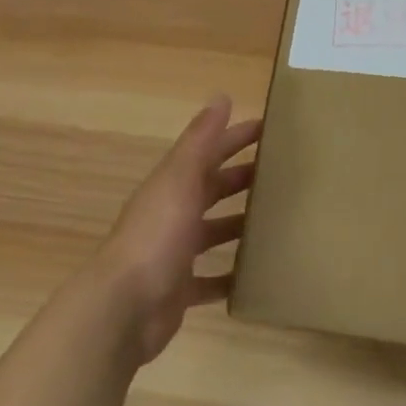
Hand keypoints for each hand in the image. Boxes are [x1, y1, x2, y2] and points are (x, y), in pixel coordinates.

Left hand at [79, 96, 260, 364]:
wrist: (123, 308)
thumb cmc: (156, 237)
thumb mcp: (180, 180)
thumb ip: (200, 141)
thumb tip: (221, 97)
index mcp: (171, 187)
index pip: (209, 153)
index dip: (235, 138)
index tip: (270, 129)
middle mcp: (171, 216)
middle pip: (212, 190)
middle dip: (242, 178)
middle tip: (282, 174)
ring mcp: (174, 254)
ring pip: (213, 232)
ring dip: (238, 224)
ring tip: (277, 221)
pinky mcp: (180, 290)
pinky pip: (211, 280)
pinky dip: (231, 276)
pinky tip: (256, 274)